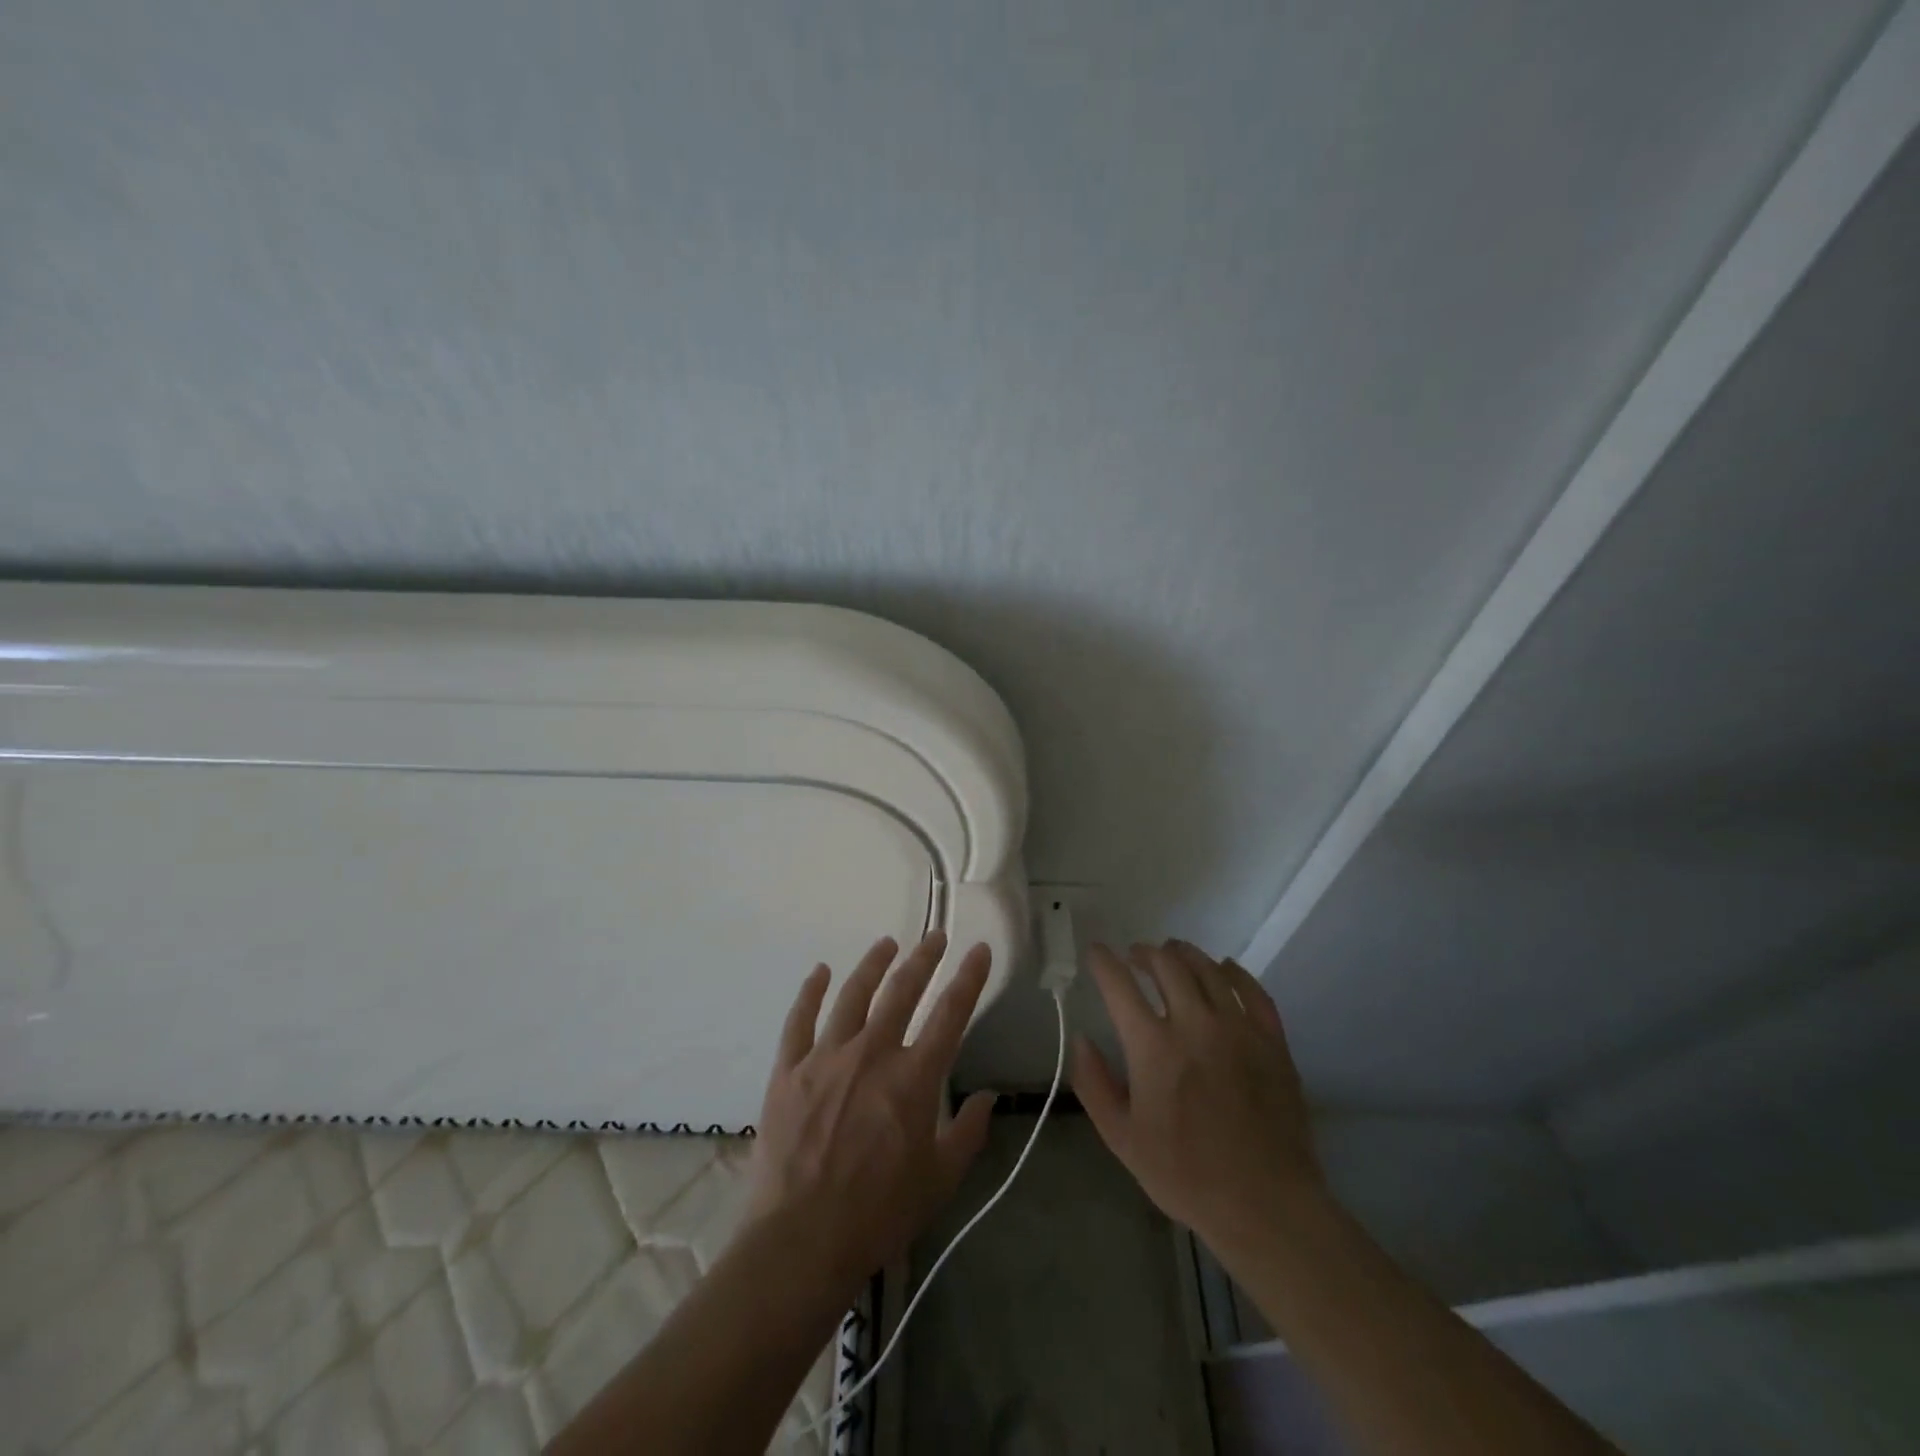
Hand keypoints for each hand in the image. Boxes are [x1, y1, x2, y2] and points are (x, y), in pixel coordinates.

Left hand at [744, 931, 996, 1294]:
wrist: (801, 1241)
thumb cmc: (879, 1214)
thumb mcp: (940, 1180)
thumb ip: (968, 1132)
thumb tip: (986, 1097)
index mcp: (914, 1078)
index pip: (950, 1014)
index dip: (968, 978)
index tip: (978, 950)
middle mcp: (872, 1053)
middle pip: (902, 991)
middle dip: (923, 959)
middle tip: (935, 937)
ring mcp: (826, 1057)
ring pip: (853, 995)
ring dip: (873, 964)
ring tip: (886, 944)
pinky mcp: (789, 1070)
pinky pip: (800, 1020)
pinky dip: (811, 992)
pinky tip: (820, 972)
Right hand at [1072, 940, 1324, 1262]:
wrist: (1266, 1204)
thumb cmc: (1186, 1175)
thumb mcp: (1122, 1139)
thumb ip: (1094, 1085)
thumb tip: (1081, 1040)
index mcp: (1153, 1046)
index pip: (1119, 984)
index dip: (1103, 961)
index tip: (1096, 952)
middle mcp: (1194, 1024)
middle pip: (1166, 964)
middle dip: (1144, 953)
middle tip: (1135, 957)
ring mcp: (1238, 1028)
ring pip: (1208, 968)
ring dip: (1183, 953)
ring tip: (1172, 954)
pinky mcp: (1272, 1040)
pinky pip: (1252, 989)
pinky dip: (1232, 971)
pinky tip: (1223, 969)